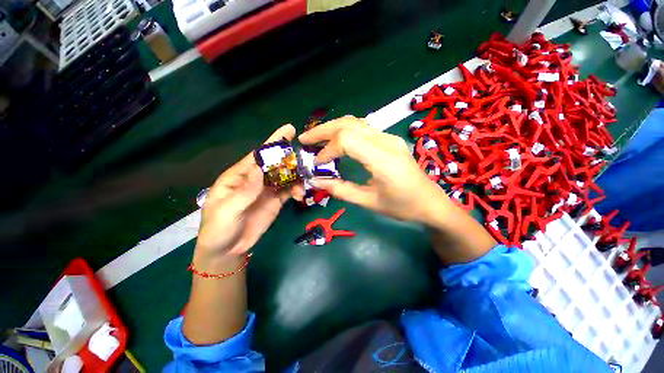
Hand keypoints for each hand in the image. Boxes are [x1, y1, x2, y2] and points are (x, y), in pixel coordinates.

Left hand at [196, 124, 300, 262]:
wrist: (228, 250)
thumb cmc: (219, 228)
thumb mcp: (227, 210)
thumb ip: (245, 190)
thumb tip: (259, 168)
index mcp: (240, 176)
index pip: (258, 156)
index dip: (273, 143)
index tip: (289, 130)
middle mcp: (256, 179)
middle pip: (276, 163)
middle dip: (290, 158)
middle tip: (306, 158)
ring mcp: (267, 190)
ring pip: (286, 176)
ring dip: (297, 177)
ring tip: (304, 183)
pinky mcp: (276, 201)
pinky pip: (289, 190)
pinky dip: (297, 189)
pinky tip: (301, 194)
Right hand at [299, 116, 495, 262]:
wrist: (430, 201)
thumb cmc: (402, 206)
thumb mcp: (369, 202)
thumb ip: (341, 190)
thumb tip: (315, 181)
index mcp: (384, 159)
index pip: (347, 140)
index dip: (328, 149)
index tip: (318, 164)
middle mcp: (386, 141)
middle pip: (349, 124)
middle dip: (323, 130)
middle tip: (304, 139)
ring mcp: (389, 137)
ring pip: (355, 122)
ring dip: (332, 128)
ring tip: (315, 138)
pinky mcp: (388, 139)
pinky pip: (362, 128)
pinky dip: (343, 132)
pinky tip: (335, 141)